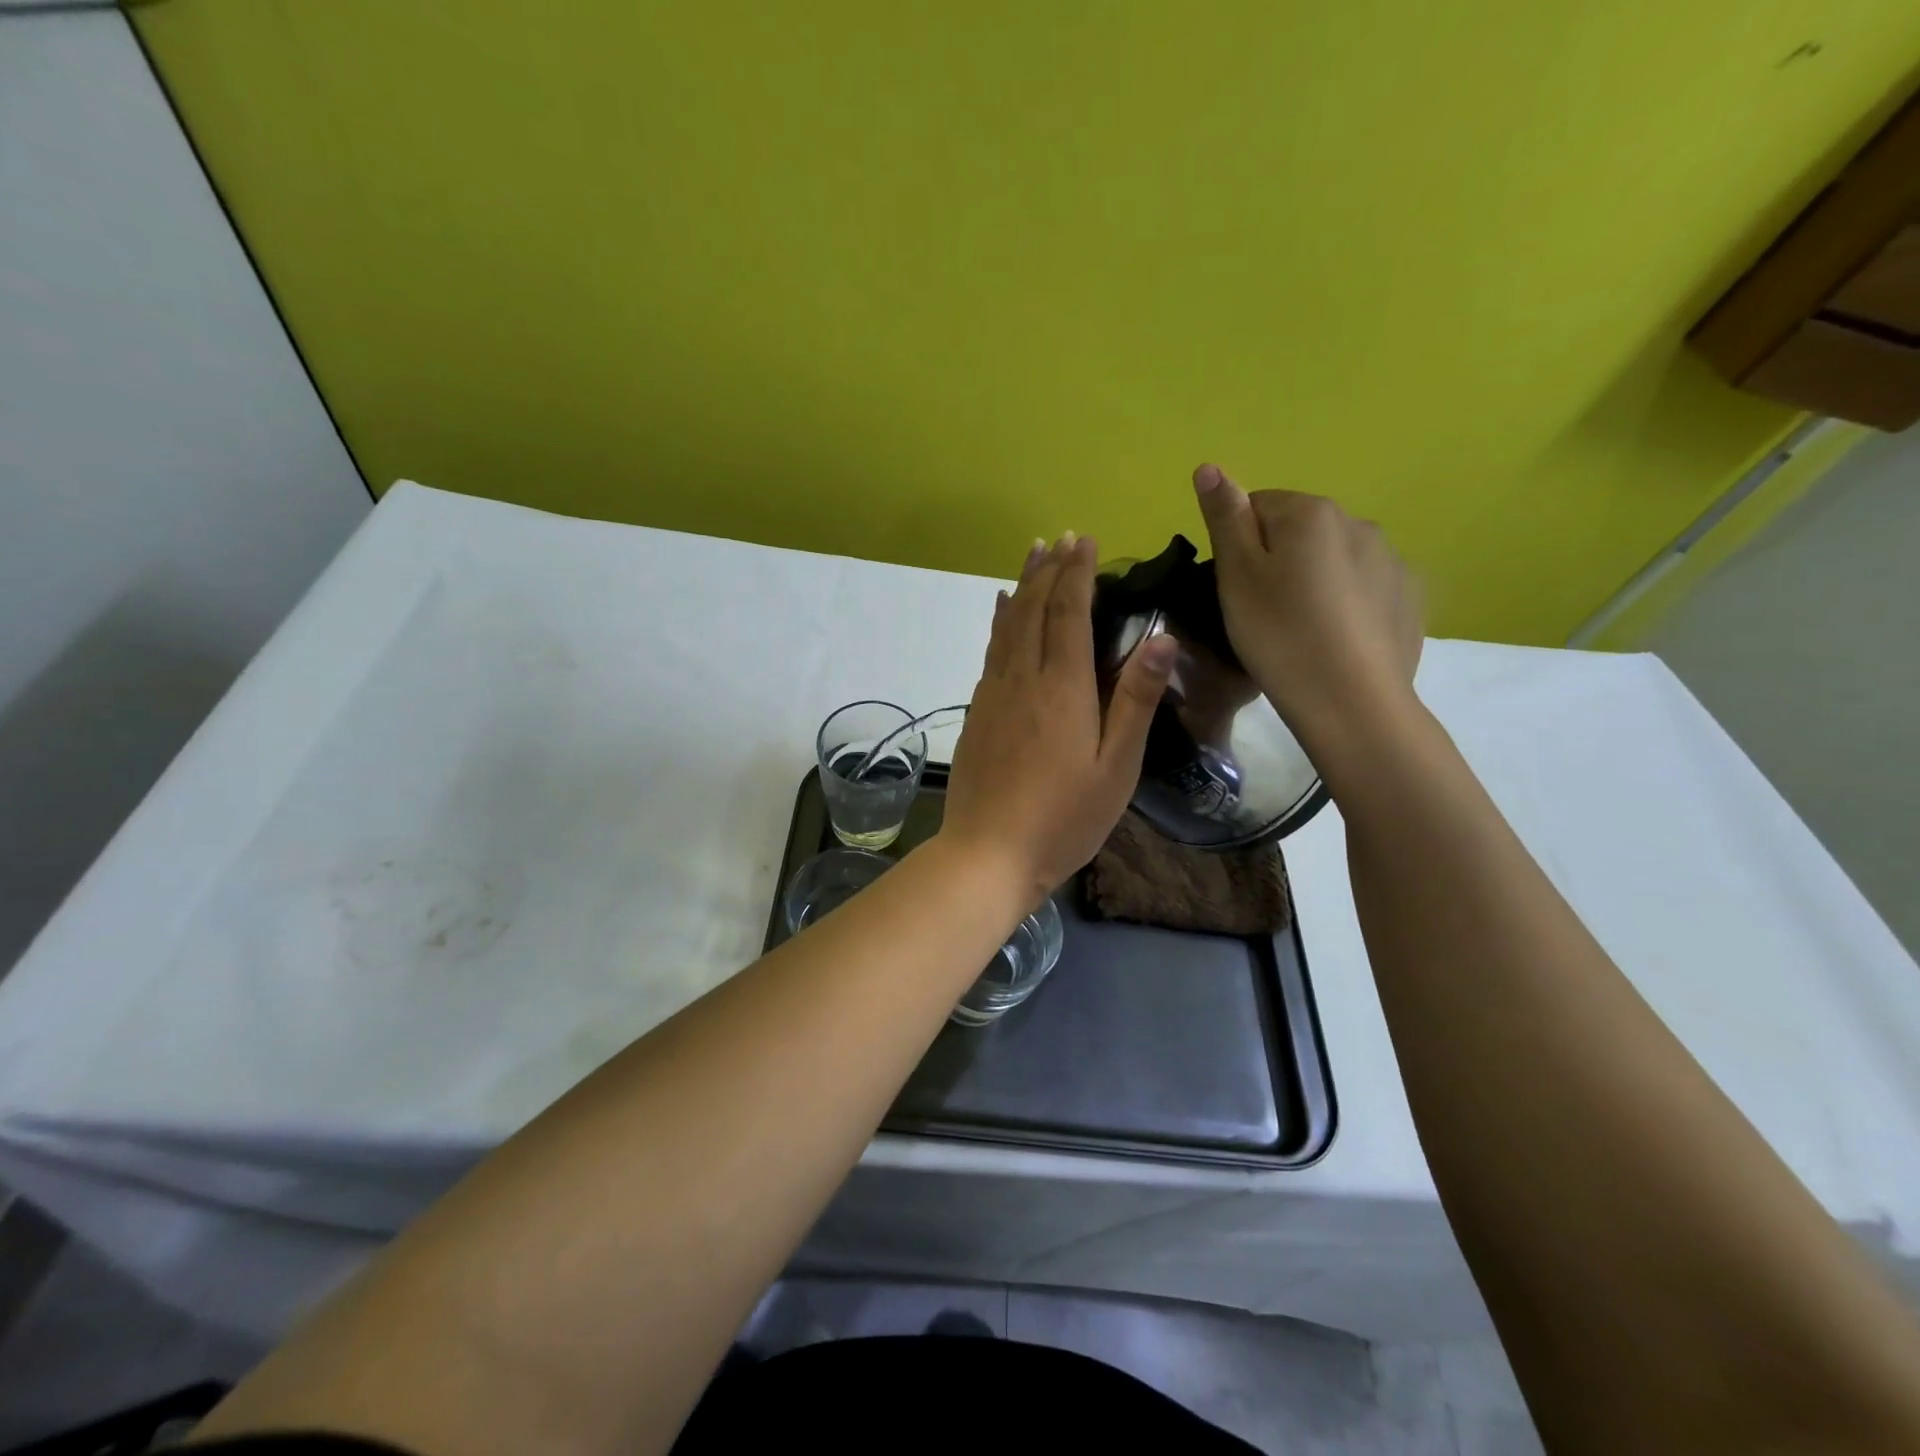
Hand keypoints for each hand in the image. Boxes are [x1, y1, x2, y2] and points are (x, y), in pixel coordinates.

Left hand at [940, 534, 1176, 905]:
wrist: (986, 853)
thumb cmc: (1063, 818)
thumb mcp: (1115, 767)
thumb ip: (1135, 700)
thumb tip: (1159, 637)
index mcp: (1063, 688)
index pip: (1069, 615)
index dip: (1077, 575)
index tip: (1084, 541)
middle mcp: (1022, 679)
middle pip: (1034, 610)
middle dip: (1049, 570)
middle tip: (1060, 538)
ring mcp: (993, 695)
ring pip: (1007, 626)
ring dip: (1021, 587)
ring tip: (1031, 556)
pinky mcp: (976, 713)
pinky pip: (991, 651)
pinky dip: (999, 622)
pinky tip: (1001, 613)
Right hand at [1192, 463, 1423, 755]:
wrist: (1351, 702)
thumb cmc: (1279, 636)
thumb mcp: (1236, 577)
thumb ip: (1225, 518)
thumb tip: (1210, 466)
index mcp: (1310, 512)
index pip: (1257, 506)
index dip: (1237, 546)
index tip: (1235, 589)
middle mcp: (1358, 521)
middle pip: (1298, 530)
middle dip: (1278, 560)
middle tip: (1262, 613)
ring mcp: (1391, 558)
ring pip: (1333, 558)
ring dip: (1313, 579)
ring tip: (1300, 629)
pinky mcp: (1409, 596)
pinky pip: (1364, 586)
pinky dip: (1346, 602)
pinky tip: (1335, 638)